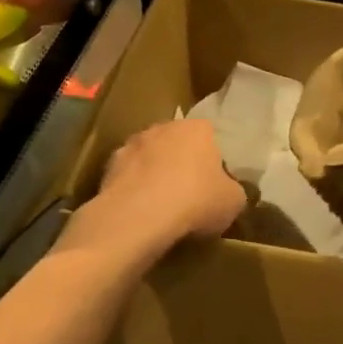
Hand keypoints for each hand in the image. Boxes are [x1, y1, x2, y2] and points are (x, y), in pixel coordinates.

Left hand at [93, 118, 246, 246]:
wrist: (139, 216)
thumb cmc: (196, 201)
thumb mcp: (233, 201)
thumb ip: (233, 190)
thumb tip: (228, 192)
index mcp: (198, 128)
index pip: (210, 137)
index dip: (213, 161)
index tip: (213, 185)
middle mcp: (163, 127)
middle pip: (177, 144)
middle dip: (181, 163)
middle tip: (188, 194)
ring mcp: (132, 144)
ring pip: (149, 158)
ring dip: (154, 174)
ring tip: (160, 206)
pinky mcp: (108, 166)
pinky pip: (128, 177)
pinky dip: (133, 190)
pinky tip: (138, 213)